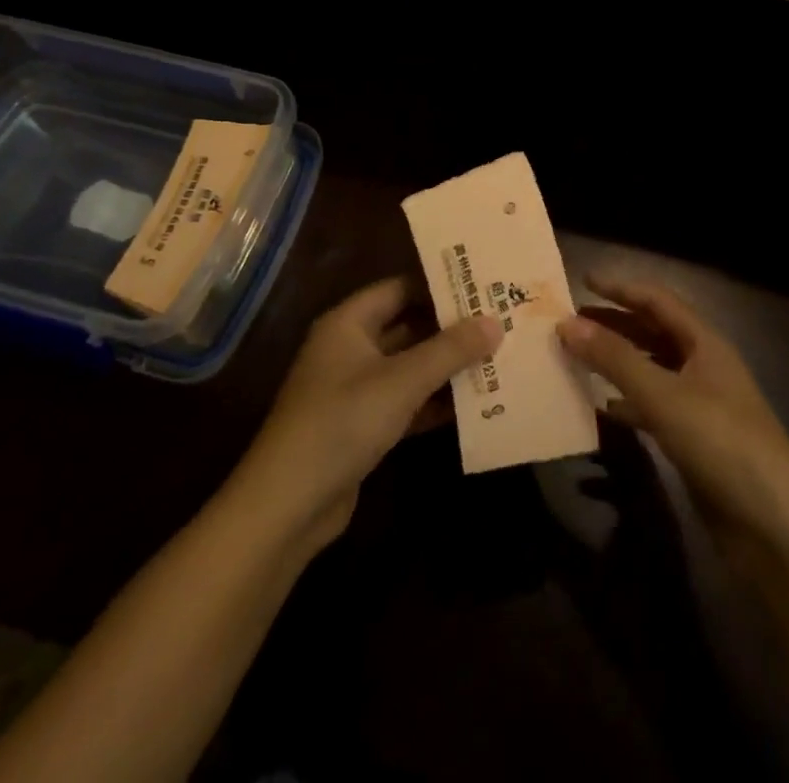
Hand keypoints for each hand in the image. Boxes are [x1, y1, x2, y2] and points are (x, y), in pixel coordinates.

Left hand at [233, 277, 501, 550]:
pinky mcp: (363, 426)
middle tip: (500, 320)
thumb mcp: (402, 381)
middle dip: (451, 328)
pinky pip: (406, 401)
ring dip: (447, 366)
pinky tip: (475, 403)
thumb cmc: (342, 422)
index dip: (440, 285)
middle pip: (408, 326)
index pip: (401, 288)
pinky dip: (435, 402)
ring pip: (410, 366)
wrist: (288, 505)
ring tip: (498, 357)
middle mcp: (350, 348)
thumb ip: (450, 350)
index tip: (482, 284)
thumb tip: (495, 322)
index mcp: (349, 323)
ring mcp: (355, 389)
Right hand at [559, 276, 788, 556]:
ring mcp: (701, 406)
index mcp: (706, 344)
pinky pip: (654, 410)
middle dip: (614, 324)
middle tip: (571, 323)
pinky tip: (602, 410)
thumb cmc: (722, 444)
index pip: (658, 301)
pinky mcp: (696, 443)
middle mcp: (704, 368)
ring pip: (651, 372)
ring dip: (617, 363)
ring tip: (577, 360)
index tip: (582, 281)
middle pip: (653, 334)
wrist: (775, 529)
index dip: (622, 288)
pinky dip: (627, 404)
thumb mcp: (664, 396)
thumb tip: (566, 323)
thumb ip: (615, 359)